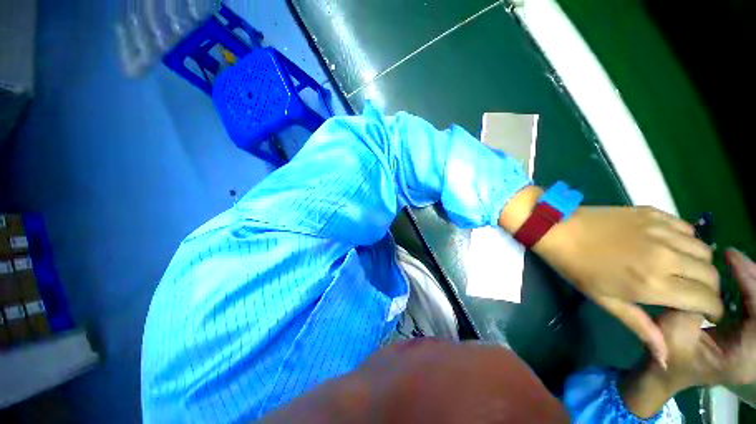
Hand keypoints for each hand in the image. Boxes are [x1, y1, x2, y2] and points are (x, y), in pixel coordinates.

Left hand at [534, 206, 721, 365]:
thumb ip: (641, 326)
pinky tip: (670, 246)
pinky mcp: (653, 213)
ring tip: (682, 270)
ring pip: (705, 250)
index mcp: (654, 283)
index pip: (707, 300)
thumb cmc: (576, 267)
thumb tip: (666, 357)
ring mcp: (661, 231)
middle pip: (712, 275)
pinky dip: (687, 240)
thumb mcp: (605, 300)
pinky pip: (687, 228)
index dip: (712, 310)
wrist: (557, 230)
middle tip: (693, 293)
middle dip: (709, 289)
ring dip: (700, 264)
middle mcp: (667, 257)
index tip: (706, 313)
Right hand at [620, 248, 755, 417]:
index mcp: (745, 356)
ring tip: (736, 263)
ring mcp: (755, 345)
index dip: (750, 282)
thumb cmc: (667, 354)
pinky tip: (737, 278)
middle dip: (754, 279)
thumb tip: (703, 279)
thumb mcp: (675, 331)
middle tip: (734, 257)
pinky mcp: (749, 337)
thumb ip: (692, 307)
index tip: (732, 257)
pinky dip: (748, 290)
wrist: (665, 372)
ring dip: (752, 282)